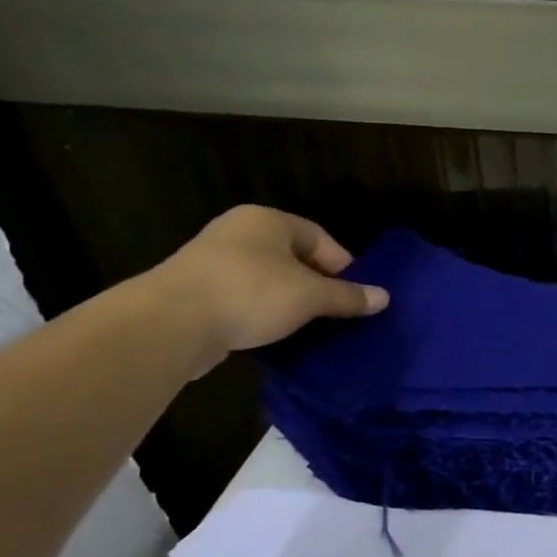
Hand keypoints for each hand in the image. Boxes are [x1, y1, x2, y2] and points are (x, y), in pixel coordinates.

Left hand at [143, 206, 387, 375]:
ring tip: (312, 328)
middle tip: (338, 315)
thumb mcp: (311, 296)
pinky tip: (276, 335)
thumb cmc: (251, 294)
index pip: (320, 238)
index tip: (357, 297)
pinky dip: (264, 314)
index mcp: (267, 221)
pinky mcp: (199, 292)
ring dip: (292, 303)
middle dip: (319, 286)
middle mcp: (240, 233)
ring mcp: (214, 262)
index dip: (344, 267)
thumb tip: (384, 297)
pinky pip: (246, 299)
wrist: (172, 323)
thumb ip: (348, 296)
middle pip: (295, 259)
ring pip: (270, 280)